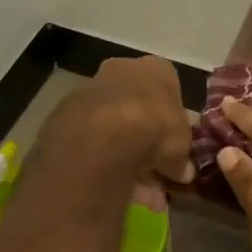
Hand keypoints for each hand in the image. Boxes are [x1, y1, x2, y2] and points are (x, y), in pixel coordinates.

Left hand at [38, 56, 192, 184]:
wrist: (104, 133)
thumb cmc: (156, 127)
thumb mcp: (181, 146)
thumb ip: (181, 157)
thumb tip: (184, 171)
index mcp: (157, 68)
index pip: (168, 89)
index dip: (170, 119)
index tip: (170, 143)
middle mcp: (124, 68)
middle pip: (137, 103)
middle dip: (143, 135)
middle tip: (150, 167)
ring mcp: (93, 86)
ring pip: (112, 120)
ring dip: (120, 148)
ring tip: (128, 183)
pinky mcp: (67, 109)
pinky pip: (90, 134)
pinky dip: (98, 153)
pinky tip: (105, 178)